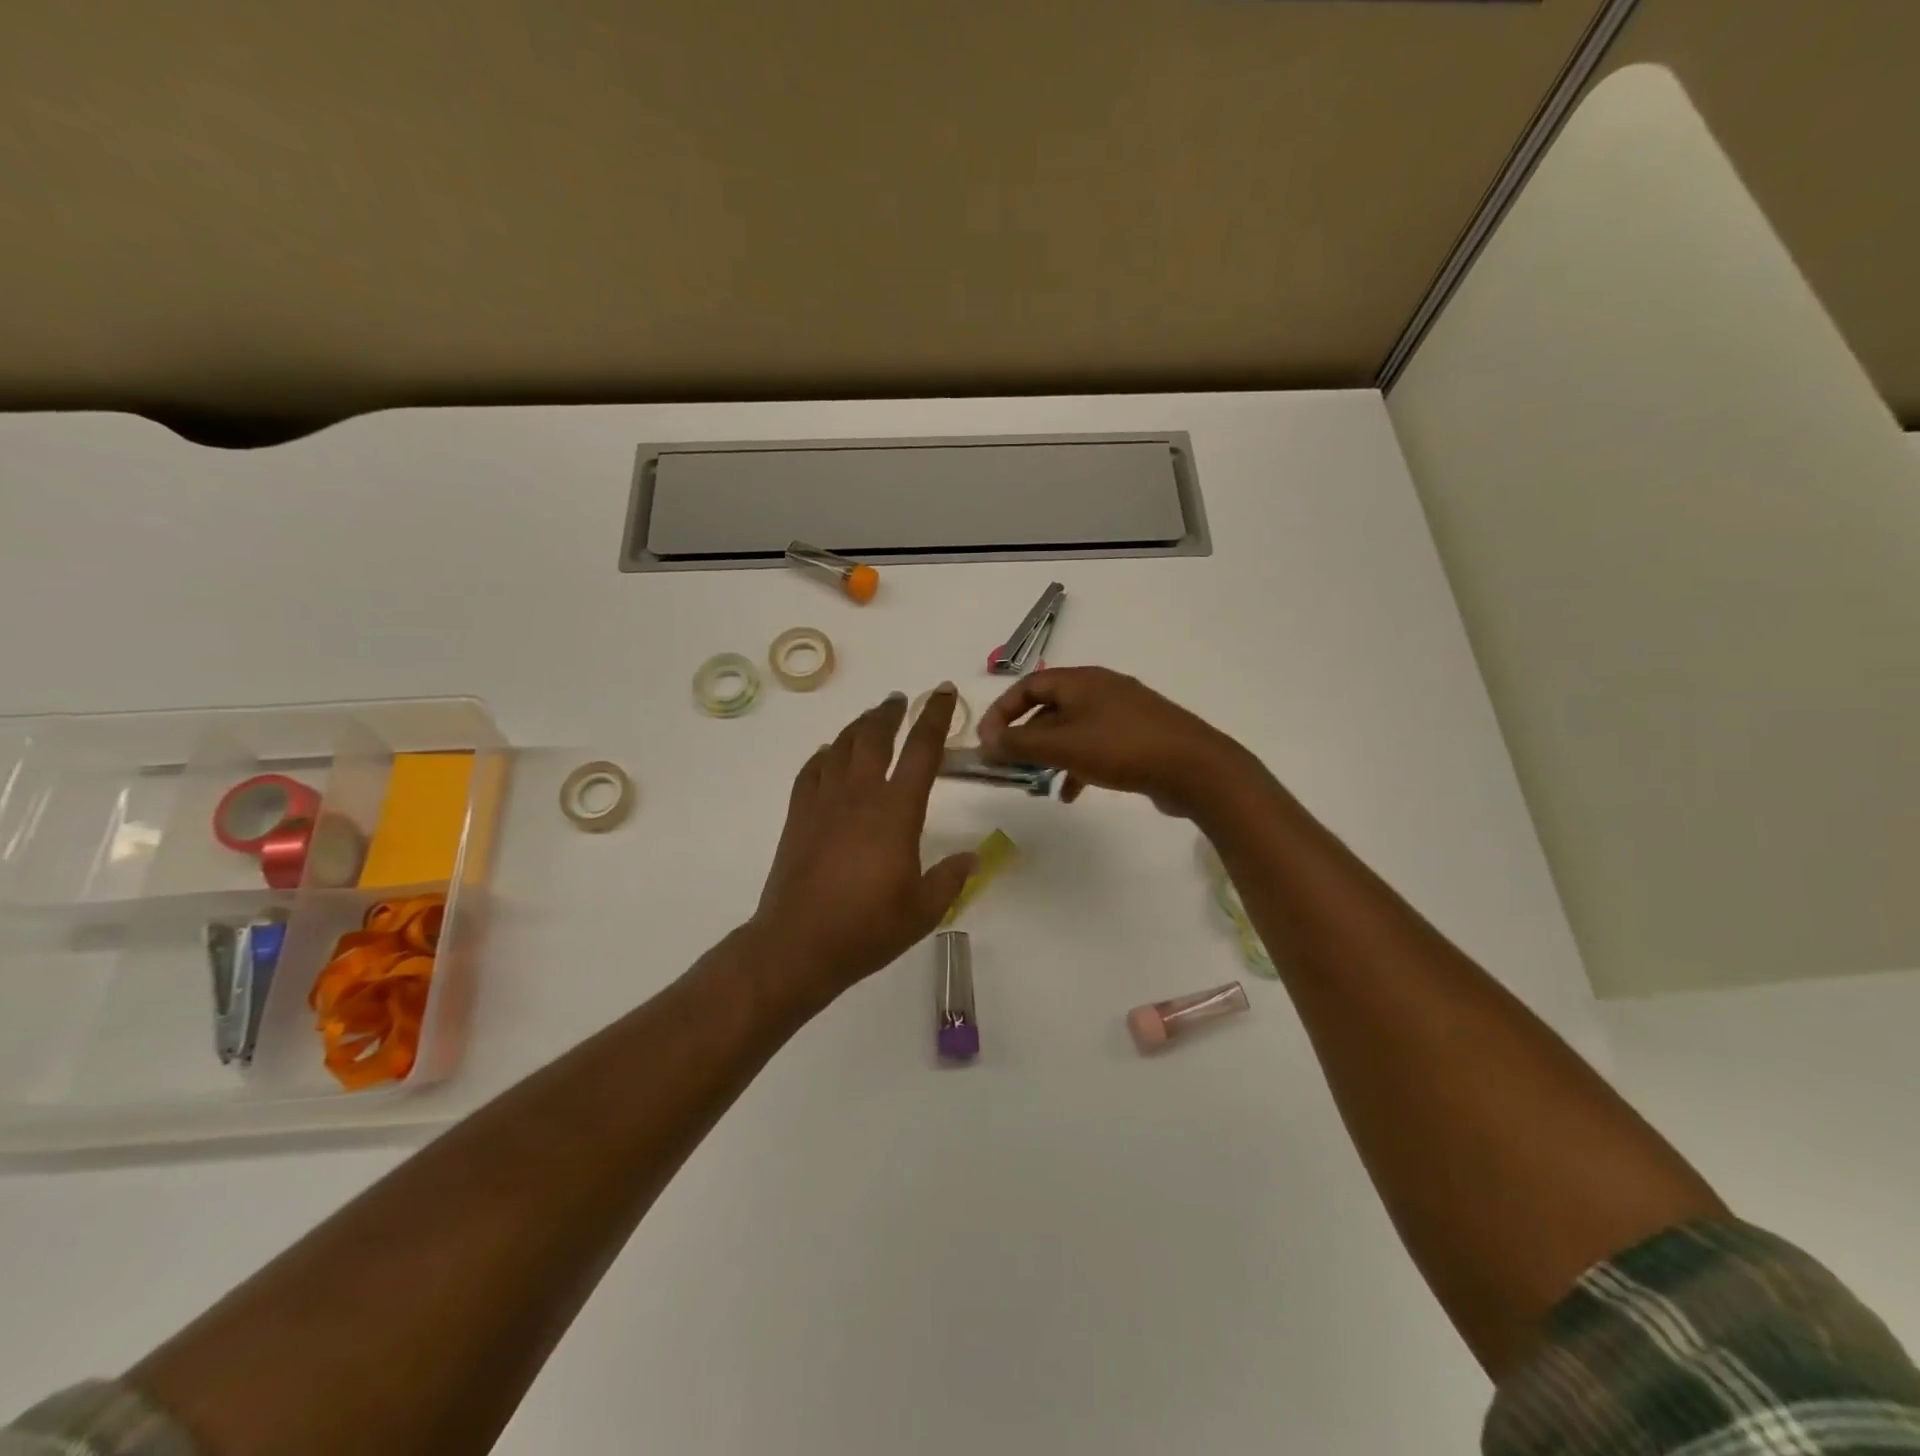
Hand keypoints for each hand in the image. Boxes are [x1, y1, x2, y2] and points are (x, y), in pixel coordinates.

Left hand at [752, 686, 976, 1000]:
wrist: (798, 945)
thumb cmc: (867, 929)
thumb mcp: (923, 910)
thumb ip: (950, 879)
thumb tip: (972, 858)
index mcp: (896, 812)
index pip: (922, 750)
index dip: (934, 716)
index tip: (941, 693)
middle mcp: (860, 795)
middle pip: (874, 736)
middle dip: (890, 713)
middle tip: (900, 701)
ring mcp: (823, 802)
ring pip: (841, 746)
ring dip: (859, 726)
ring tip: (871, 718)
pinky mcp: (798, 816)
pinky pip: (811, 771)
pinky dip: (824, 755)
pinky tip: (829, 754)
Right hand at [976, 667, 1247, 817]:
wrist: (1195, 768)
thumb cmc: (1122, 748)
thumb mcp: (1064, 746)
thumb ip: (1020, 743)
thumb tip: (986, 741)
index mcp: (1081, 681)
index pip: (1028, 686)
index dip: (1001, 711)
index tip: (986, 742)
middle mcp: (1100, 690)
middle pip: (1049, 708)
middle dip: (1025, 736)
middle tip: (1008, 765)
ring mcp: (1122, 713)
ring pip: (1071, 730)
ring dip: (1049, 754)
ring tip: (1035, 782)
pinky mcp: (1137, 738)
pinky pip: (1095, 747)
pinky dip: (1076, 766)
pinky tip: (1070, 794)